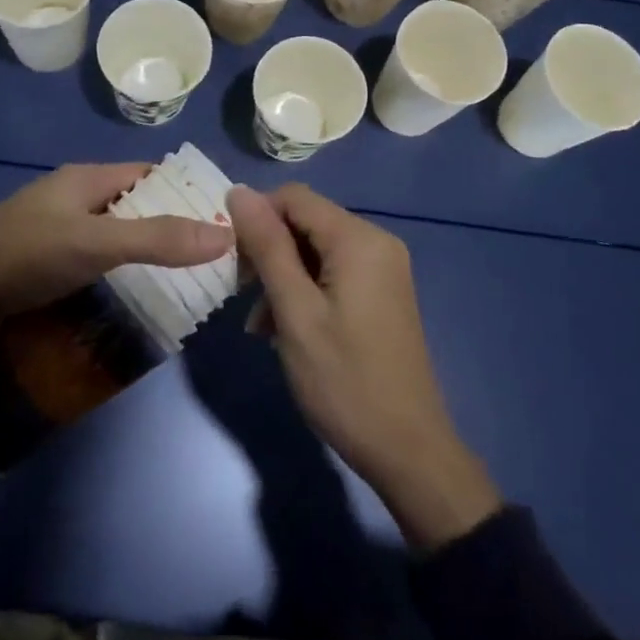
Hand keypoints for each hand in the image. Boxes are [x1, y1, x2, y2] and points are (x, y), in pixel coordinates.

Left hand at [0, 163, 233, 350]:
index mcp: (87, 179)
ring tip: (190, 282)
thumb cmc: (25, 254)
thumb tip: (226, 234)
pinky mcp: (47, 265)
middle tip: (215, 258)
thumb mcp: (96, 243)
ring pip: (117, 237)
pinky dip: (122, 275)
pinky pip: (97, 262)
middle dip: (173, 227)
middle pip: (136, 206)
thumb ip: (158, 239)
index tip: (225, 218)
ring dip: (148, 254)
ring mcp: (59, 233)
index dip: (186, 191)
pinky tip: (142, 297)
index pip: (150, 174)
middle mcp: (75, 199)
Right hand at [227, 184, 499, 549]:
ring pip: (315, 250)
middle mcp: (376, 242)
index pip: (294, 197)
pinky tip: (283, 330)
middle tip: (242, 295)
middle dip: (268, 252)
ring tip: (259, 324)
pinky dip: (304, 291)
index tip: (232, 261)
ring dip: (282, 277)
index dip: (256, 219)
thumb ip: (267, 247)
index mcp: (358, 239)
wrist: (407, 449)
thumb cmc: (343, 380)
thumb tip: (238, 191)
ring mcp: (383, 269)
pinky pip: (333, 273)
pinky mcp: (382, 293)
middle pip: (306, 222)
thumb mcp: (295, 312)